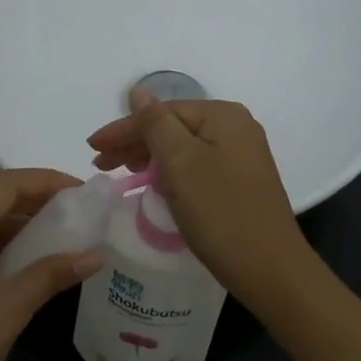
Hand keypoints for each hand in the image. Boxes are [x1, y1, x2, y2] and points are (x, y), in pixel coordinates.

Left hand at [0, 170, 102, 360]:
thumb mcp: (9, 308)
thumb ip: (51, 274)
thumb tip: (95, 255)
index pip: (2, 185)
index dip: (45, 182)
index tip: (82, 190)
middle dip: (28, 195)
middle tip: (70, 207)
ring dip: (8, 218)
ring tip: (51, 228)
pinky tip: (16, 255)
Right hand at [87, 90, 311, 305]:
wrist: (269, 268)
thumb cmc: (220, 212)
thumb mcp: (180, 163)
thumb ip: (155, 124)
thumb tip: (138, 91)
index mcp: (222, 116)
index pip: (161, 112)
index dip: (123, 129)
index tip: (92, 149)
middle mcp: (236, 128)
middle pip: (173, 127)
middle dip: (135, 143)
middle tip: (101, 164)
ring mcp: (241, 156)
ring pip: (183, 147)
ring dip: (150, 157)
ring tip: (122, 173)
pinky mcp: (240, 181)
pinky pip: (196, 166)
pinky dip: (171, 172)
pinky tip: (155, 184)